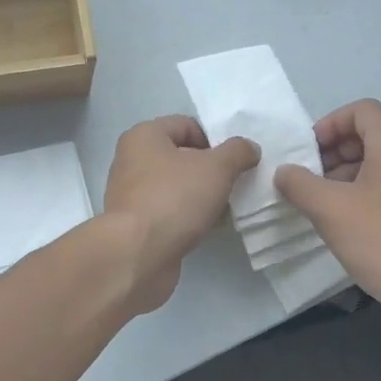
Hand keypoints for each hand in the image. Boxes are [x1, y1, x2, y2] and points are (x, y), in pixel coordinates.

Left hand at [103, 115, 258, 313]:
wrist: (138, 255)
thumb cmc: (174, 199)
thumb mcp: (217, 168)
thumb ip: (237, 152)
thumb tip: (248, 148)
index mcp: (144, 136)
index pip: (187, 126)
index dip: (215, 140)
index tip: (234, 163)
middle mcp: (132, 160)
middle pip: (181, 157)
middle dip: (211, 170)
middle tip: (234, 185)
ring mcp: (131, 195)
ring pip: (177, 187)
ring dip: (202, 196)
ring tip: (226, 208)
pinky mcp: (136, 225)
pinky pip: (170, 212)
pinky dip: (189, 217)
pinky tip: (208, 227)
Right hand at [274, 99, 380, 328]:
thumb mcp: (329, 210)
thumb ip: (299, 184)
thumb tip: (284, 171)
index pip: (364, 110)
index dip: (331, 122)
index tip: (309, 151)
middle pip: (370, 136)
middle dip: (333, 151)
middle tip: (308, 178)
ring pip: (377, 164)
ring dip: (344, 175)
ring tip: (320, 203)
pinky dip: (360, 194)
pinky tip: (343, 224)